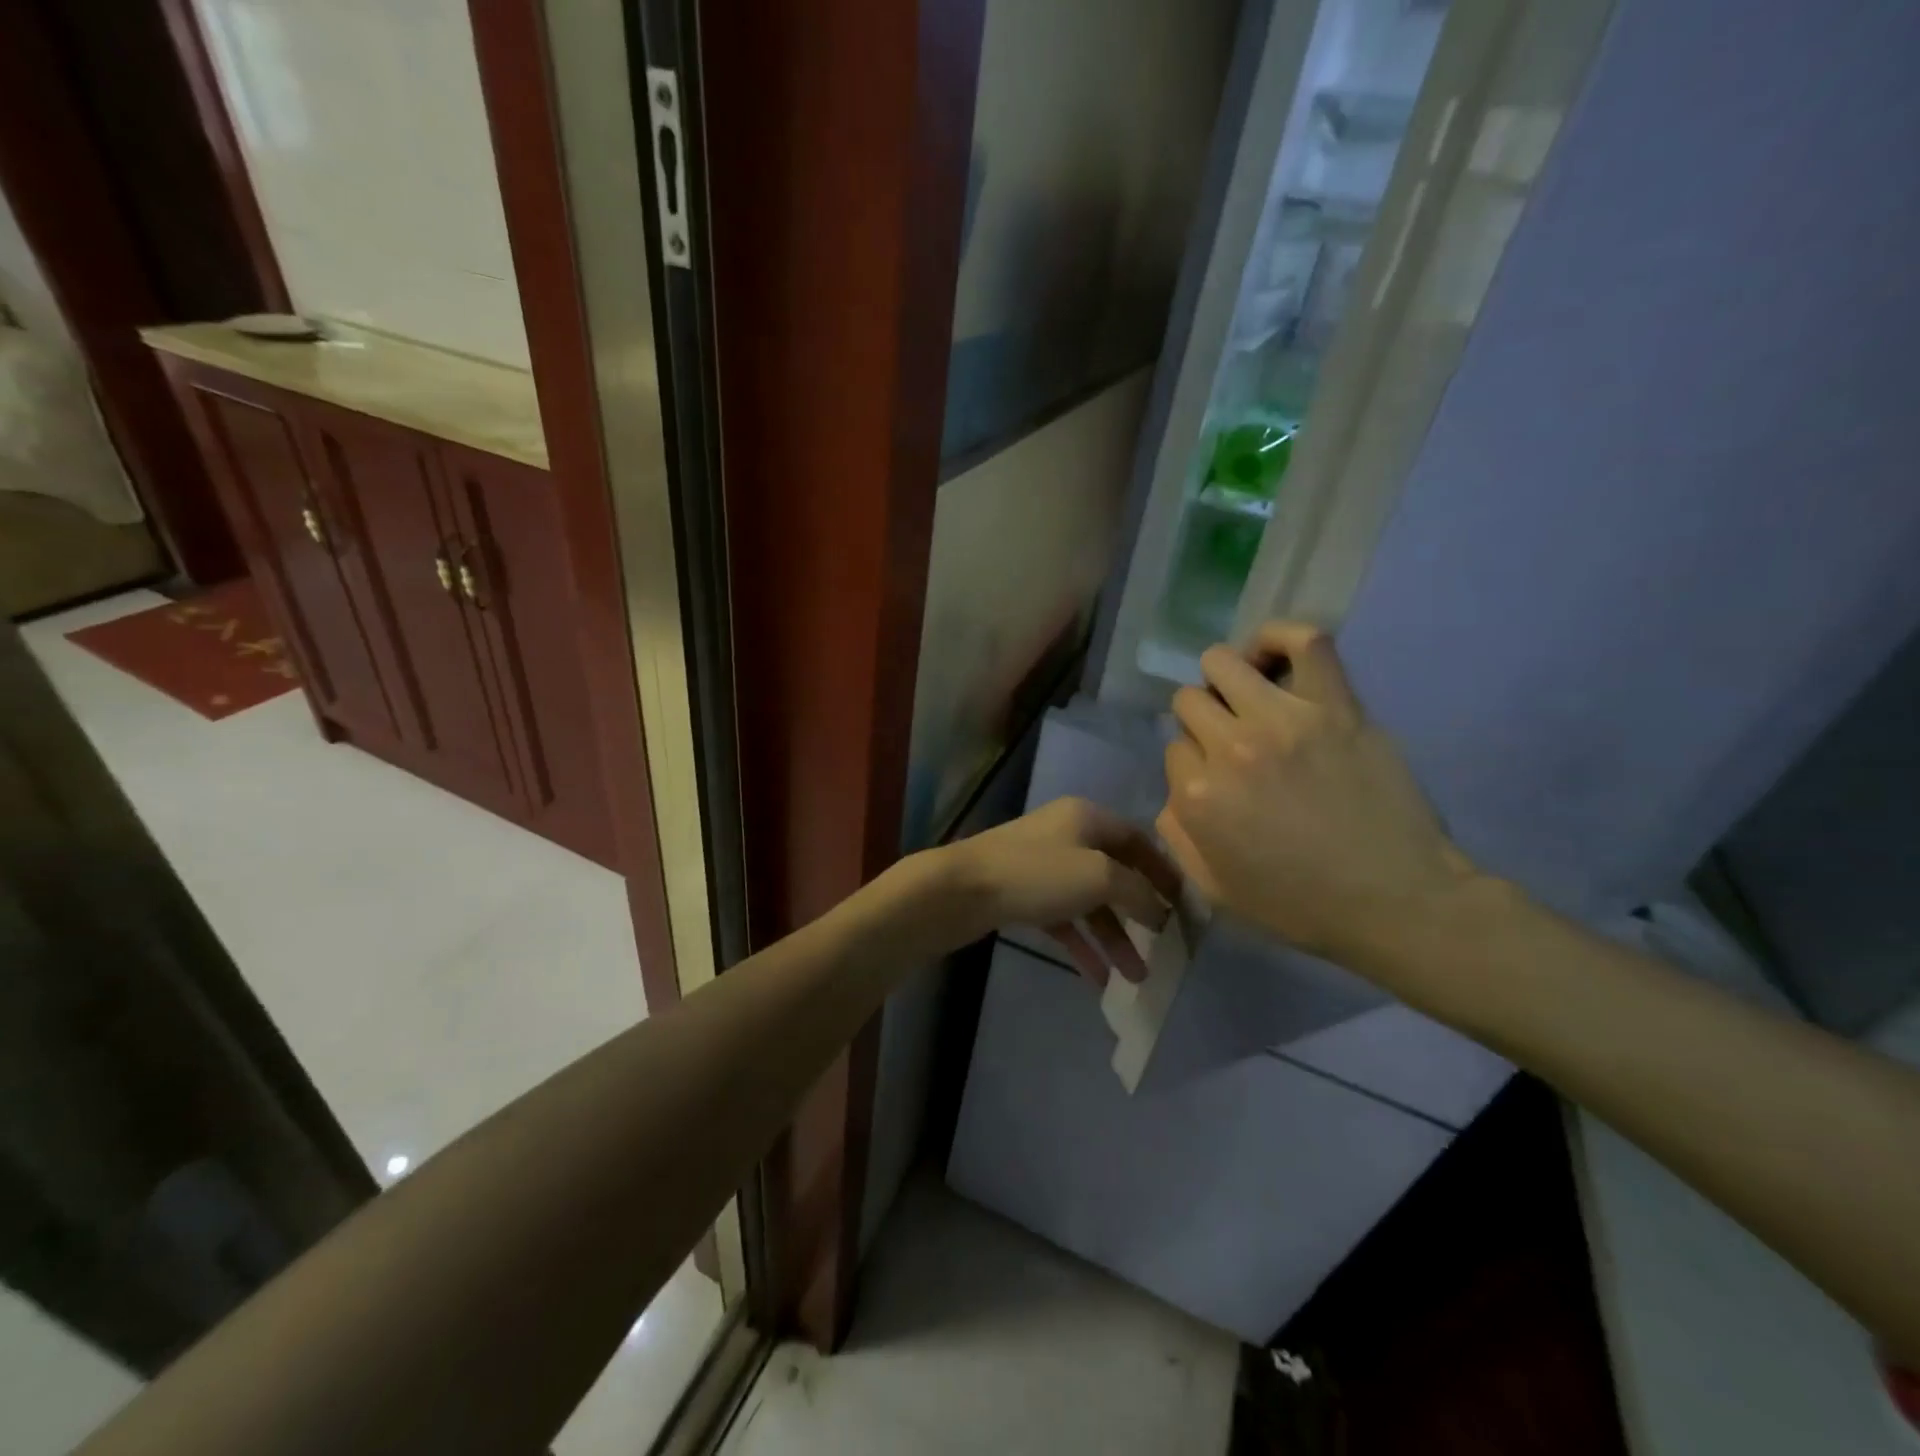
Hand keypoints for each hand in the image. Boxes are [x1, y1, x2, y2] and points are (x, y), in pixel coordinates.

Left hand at [938, 798, 1181, 986]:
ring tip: (1136, 977)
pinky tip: (1098, 979)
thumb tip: (1159, 907)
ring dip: (1113, 937)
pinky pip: (1063, 920)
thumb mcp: (1098, 876)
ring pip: (1089, 902)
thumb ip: (1137, 890)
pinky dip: (1082, 945)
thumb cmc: (1036, 874)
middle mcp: (1066, 836)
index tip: (1184, 904)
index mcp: (1086, 817)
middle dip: (1139, 913)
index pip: (1137, 840)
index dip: (1163, 870)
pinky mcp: (1022, 895)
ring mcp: (1042, 866)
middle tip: (1164, 947)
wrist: (959, 890)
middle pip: (1115, 873)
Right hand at [1158, 622, 1479, 972]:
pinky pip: (1305, 641)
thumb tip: (1176, 787)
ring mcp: (1284, 720)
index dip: (1192, 763)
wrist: (1396, 902)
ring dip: (1226, 679)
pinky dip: (1281, 637)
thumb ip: (1176, 833)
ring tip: (1249, 699)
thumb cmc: (1300, 904)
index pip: (1173, 746)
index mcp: (1196, 794)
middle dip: (1202, 720)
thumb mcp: (1213, 888)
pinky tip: (1274, 655)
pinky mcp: (1335, 705)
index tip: (1218, 780)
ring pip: (1224, 662)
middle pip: (1189, 700)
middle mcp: (1229, 748)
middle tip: (1232, 742)